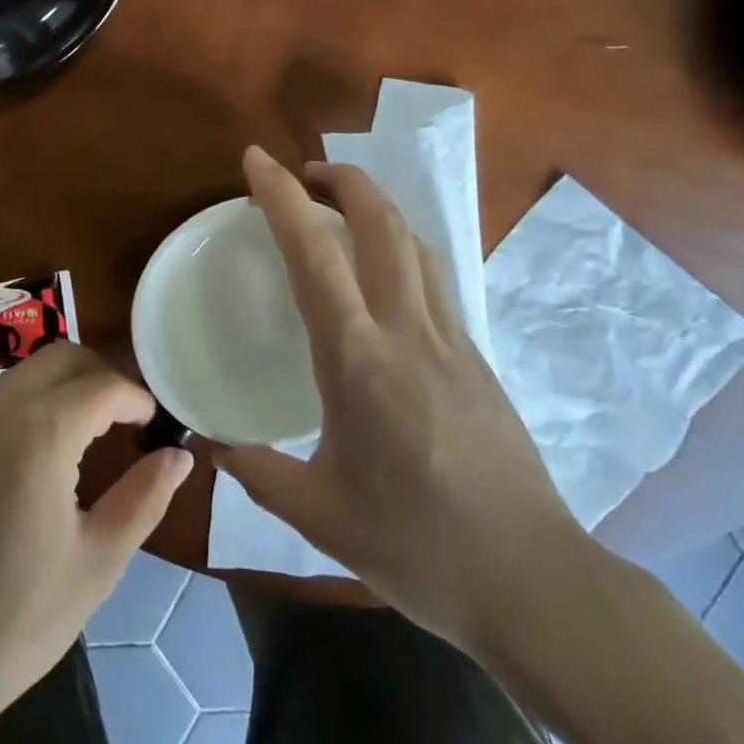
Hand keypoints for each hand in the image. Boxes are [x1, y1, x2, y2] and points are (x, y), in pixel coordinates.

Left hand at [0, 343, 193, 737]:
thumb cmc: (17, 621)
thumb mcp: (97, 564)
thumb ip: (143, 499)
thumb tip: (179, 456)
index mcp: (39, 435)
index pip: (101, 384)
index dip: (136, 397)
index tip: (154, 424)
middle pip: (60, 357)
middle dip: (100, 375)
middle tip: (125, 419)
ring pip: (25, 373)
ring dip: (63, 386)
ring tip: (87, 436)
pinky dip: (29, 405)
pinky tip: (38, 456)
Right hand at [217, 147, 591, 657]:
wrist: (535, 583)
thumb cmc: (418, 545)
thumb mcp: (319, 516)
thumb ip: (256, 471)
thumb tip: (208, 444)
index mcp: (358, 360)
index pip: (314, 255)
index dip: (282, 197)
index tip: (256, 159)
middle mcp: (407, 332)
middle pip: (382, 224)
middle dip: (343, 179)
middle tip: (303, 172)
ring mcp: (451, 340)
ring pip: (416, 244)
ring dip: (376, 208)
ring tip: (340, 208)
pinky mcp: (477, 358)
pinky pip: (434, 279)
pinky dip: (400, 248)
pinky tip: (382, 275)